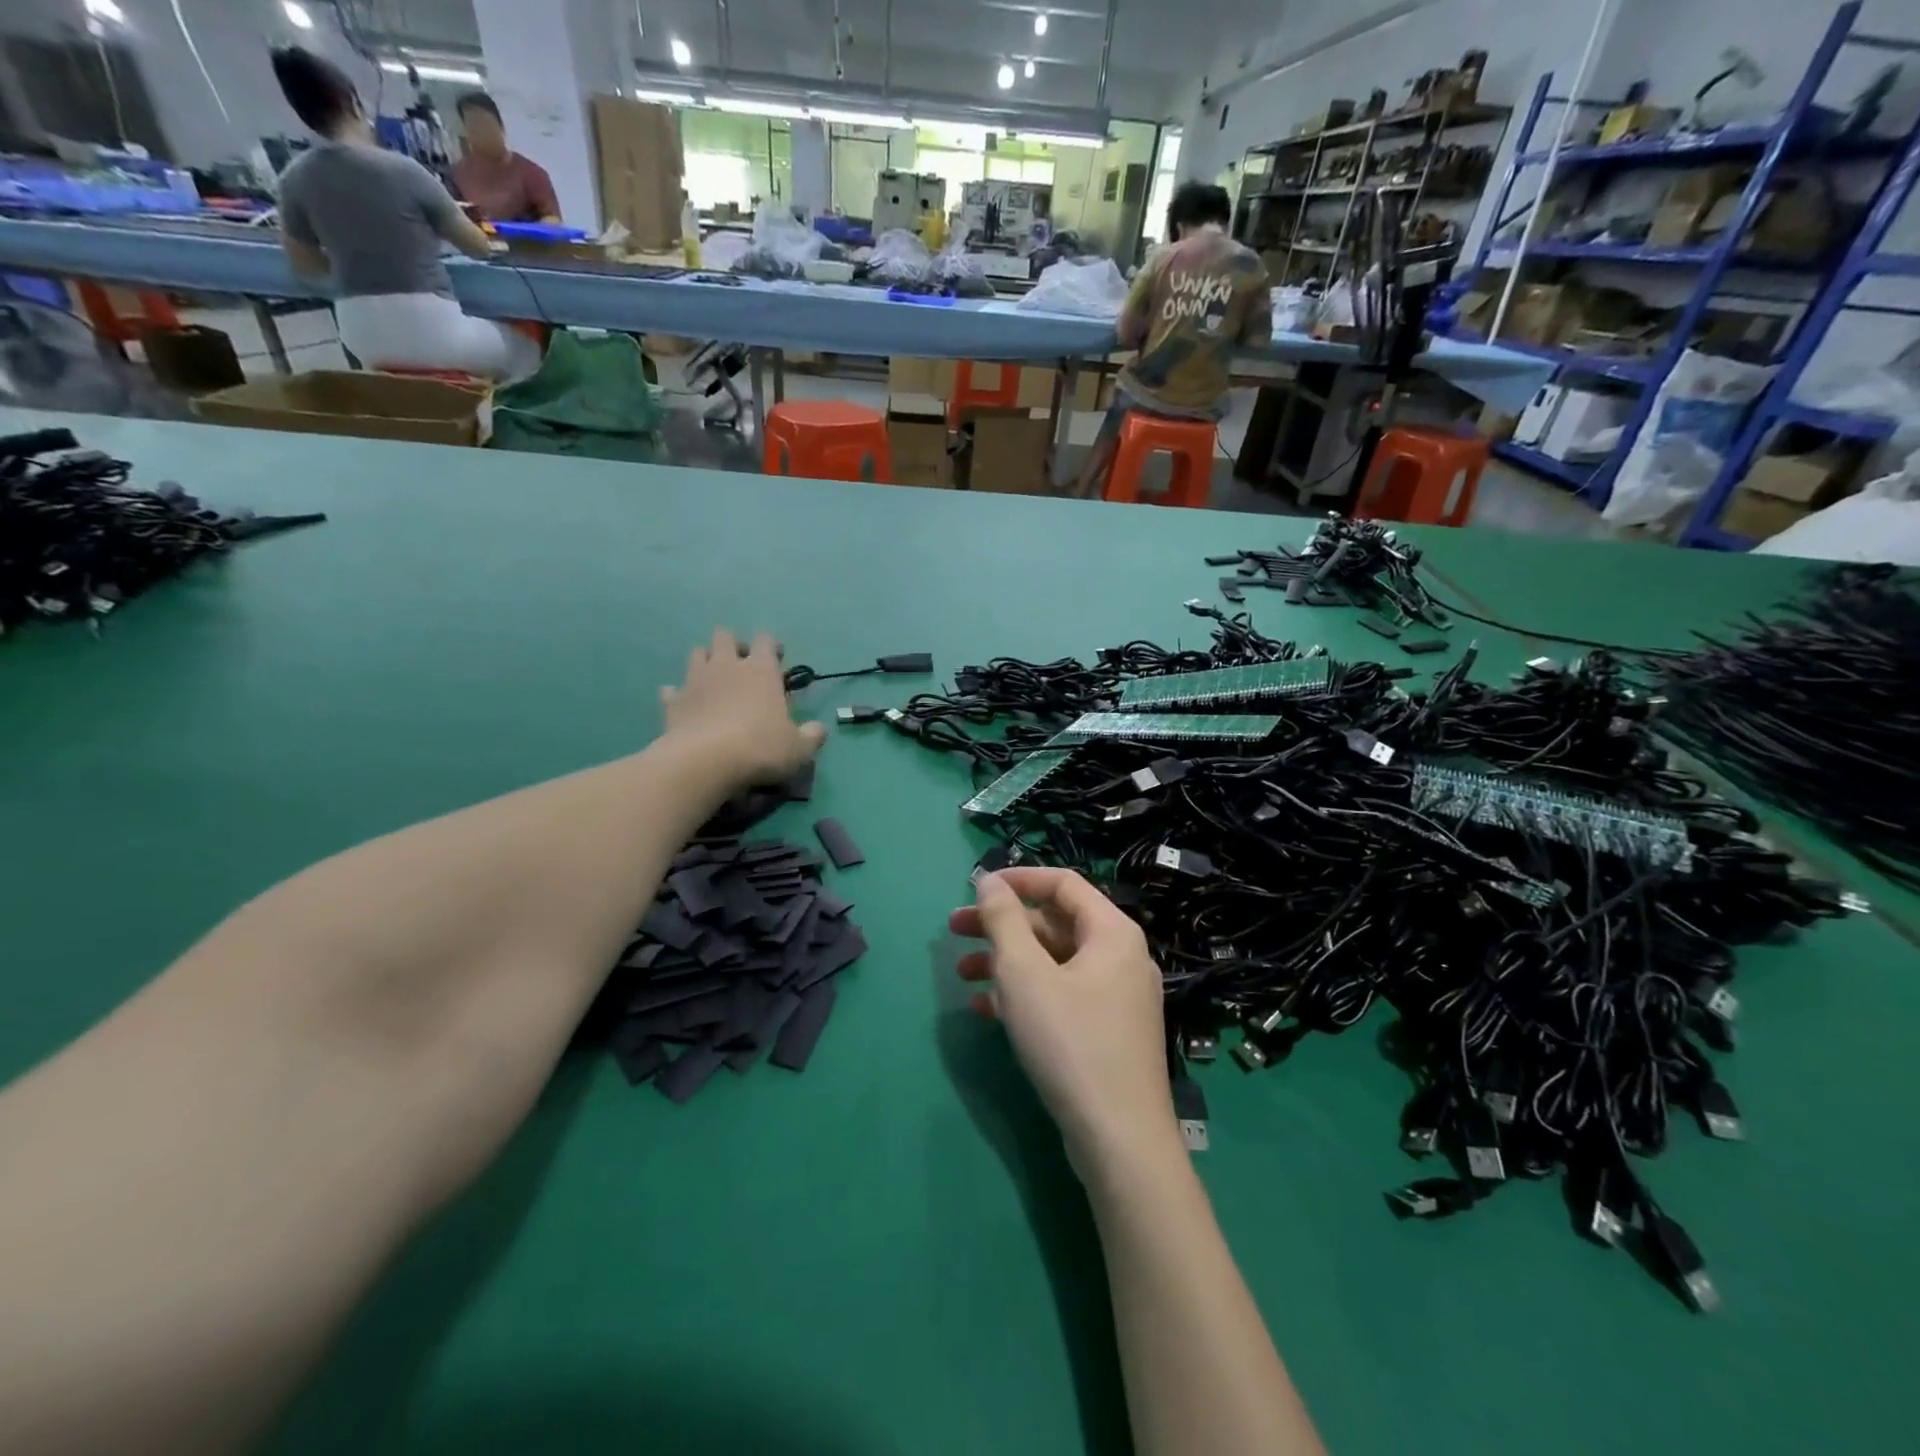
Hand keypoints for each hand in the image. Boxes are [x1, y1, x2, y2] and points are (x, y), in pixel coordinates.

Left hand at [661, 628, 825, 785]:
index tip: (776, 657)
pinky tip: (684, 704)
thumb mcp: (800, 748)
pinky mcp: (672, 701)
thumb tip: (819, 729)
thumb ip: (812, 736)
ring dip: (705, 660)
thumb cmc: (760, 749)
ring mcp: (695, 681)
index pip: (766, 640)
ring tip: (714, 679)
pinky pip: (671, 689)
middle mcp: (727, 666)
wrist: (705, 762)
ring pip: (697, 653)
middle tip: (742, 665)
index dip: (771, 644)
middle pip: (725, 636)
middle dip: (733, 644)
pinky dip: (678, 693)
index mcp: (761, 670)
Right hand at [950, 867, 1178, 1174]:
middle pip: (1054, 923)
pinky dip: (1024, 995)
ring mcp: (1115, 998)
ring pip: (1053, 963)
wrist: (1120, 1141)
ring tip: (962, 974)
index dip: (1017, 880)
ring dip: (1006, 962)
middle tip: (953, 930)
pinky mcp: (1105, 1033)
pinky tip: (985, 1009)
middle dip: (1002, 925)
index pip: (1062, 883)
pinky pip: (1061, 996)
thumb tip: (989, 881)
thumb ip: (1003, 920)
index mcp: (1112, 932)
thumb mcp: (1025, 974)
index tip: (976, 889)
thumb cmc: (1070, 1042)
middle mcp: (1119, 957)